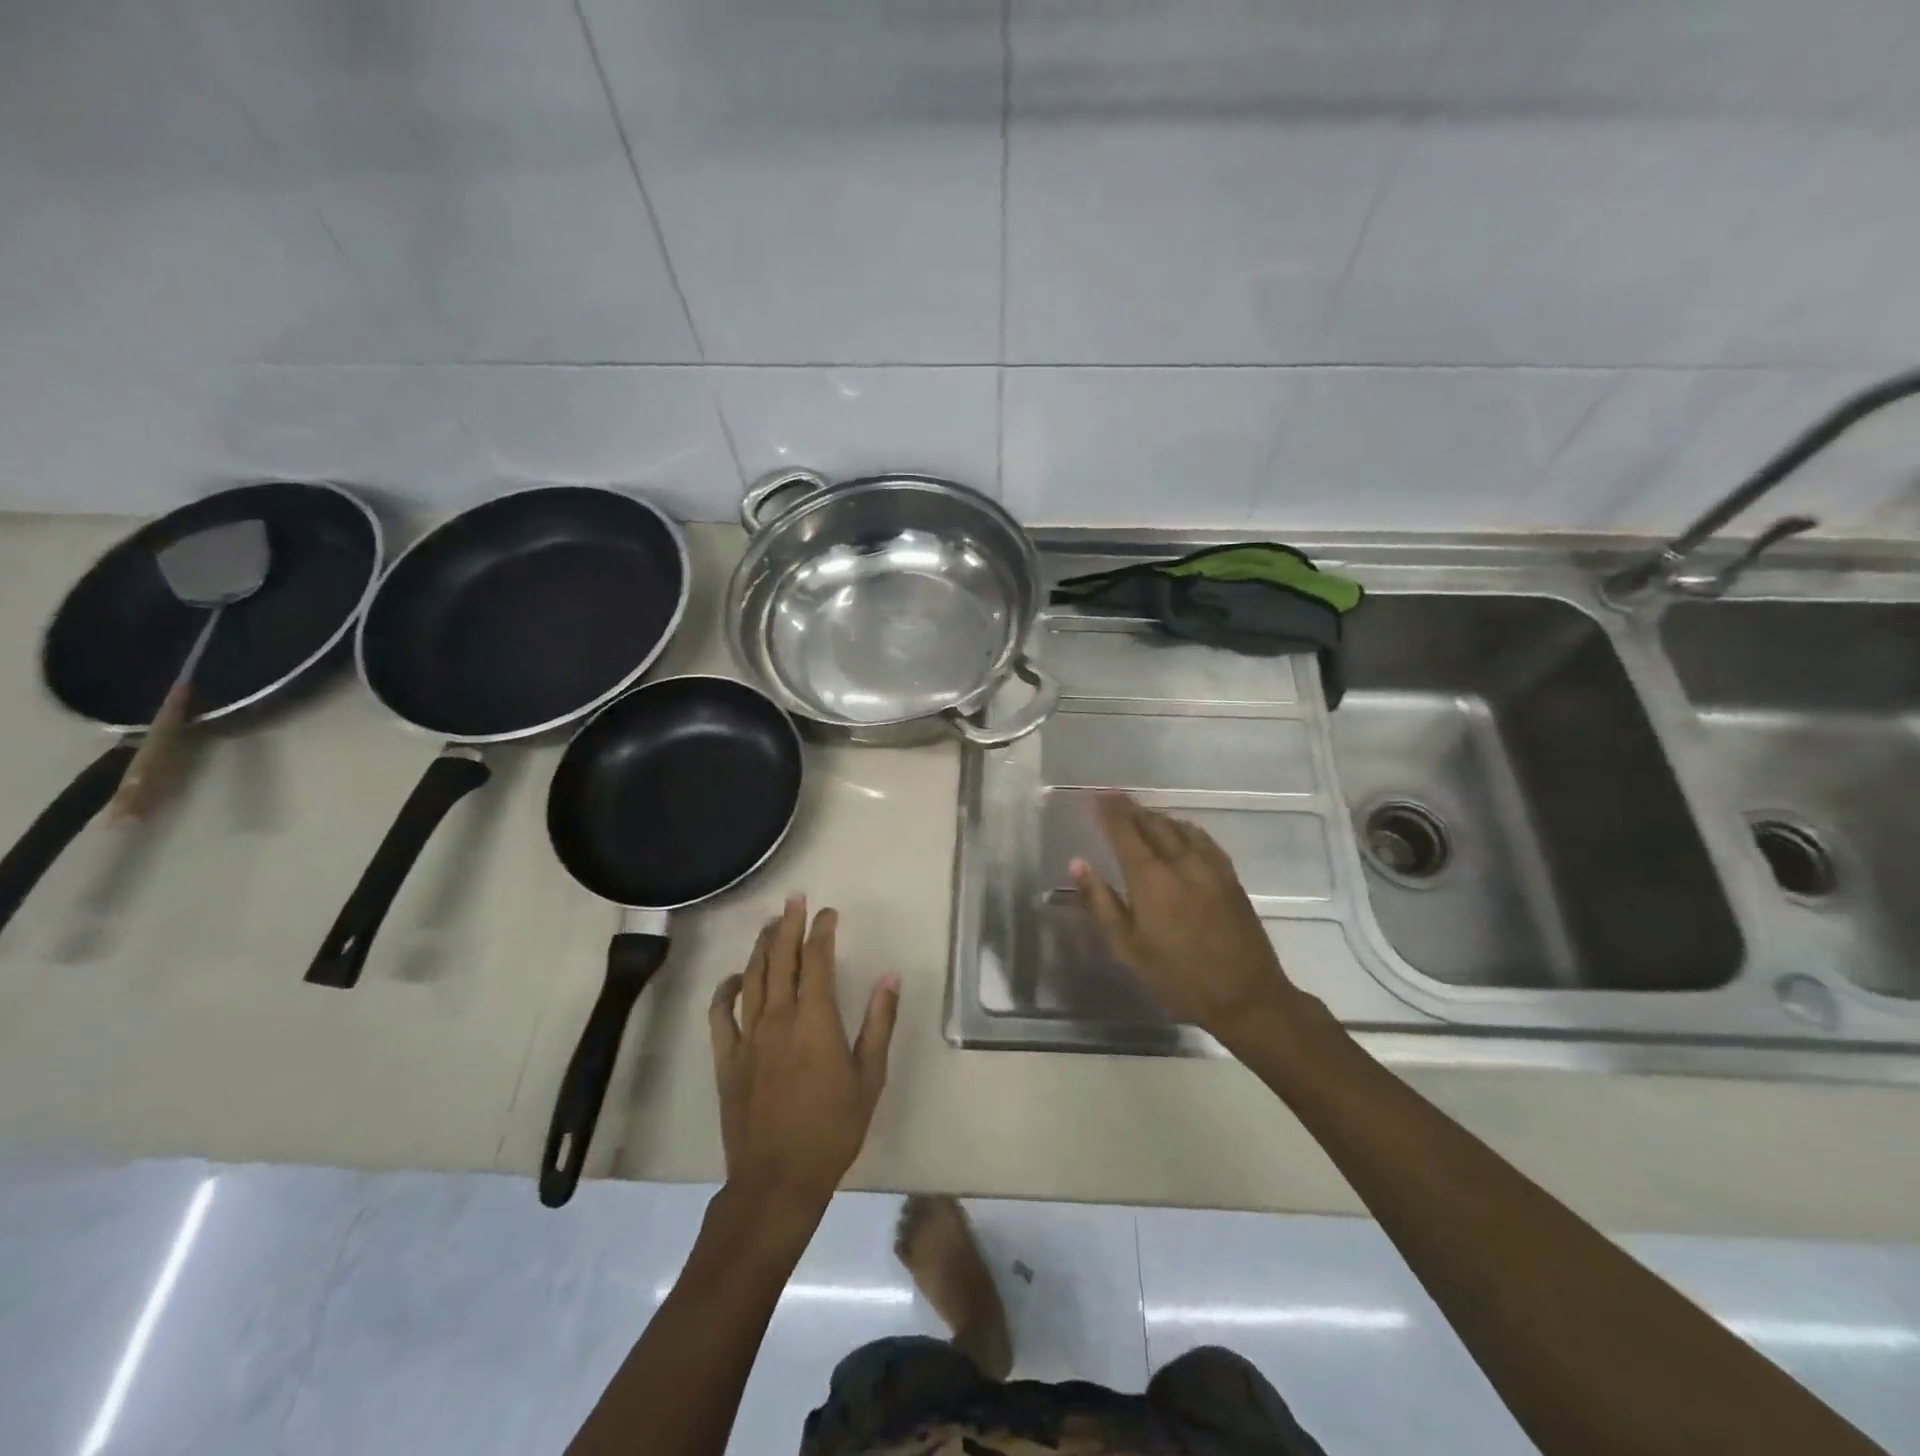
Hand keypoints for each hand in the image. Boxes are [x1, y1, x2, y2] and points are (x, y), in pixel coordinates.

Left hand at [708, 896, 899, 1216]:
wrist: (778, 1180)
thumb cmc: (833, 1129)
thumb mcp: (869, 1077)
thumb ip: (879, 1023)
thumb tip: (890, 977)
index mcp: (815, 1019)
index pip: (816, 960)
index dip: (822, 931)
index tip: (828, 912)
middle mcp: (778, 1017)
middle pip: (780, 958)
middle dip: (788, 925)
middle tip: (793, 899)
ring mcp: (748, 1036)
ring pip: (752, 978)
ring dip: (761, 947)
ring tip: (770, 925)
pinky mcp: (727, 1058)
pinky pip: (720, 1014)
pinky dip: (725, 991)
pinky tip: (733, 978)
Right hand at [1072, 793, 1300, 1044]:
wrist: (1245, 995)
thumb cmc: (1177, 976)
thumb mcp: (1127, 947)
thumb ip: (1100, 901)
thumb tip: (1078, 864)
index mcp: (1151, 877)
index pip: (1124, 830)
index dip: (1107, 810)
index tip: (1092, 796)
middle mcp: (1180, 861)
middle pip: (1151, 822)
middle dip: (1128, 807)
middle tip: (1110, 798)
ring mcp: (1209, 865)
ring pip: (1177, 826)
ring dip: (1153, 815)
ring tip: (1138, 813)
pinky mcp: (1229, 874)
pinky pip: (1200, 837)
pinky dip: (1181, 827)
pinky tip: (1177, 831)